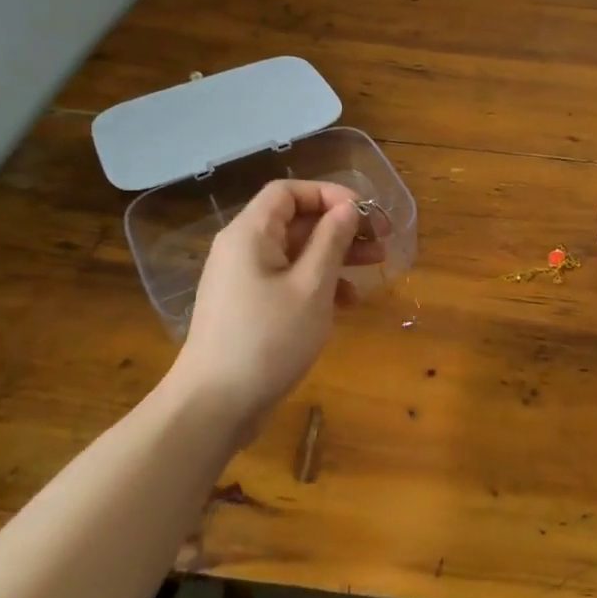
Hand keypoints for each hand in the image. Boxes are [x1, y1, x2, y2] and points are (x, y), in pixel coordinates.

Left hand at [174, 179, 384, 435]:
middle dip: (341, 227)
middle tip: (381, 239)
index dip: (330, 194)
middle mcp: (243, 249)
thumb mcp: (311, 287)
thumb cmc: (267, 339)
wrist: (215, 405)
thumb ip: (331, 241)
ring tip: (376, 265)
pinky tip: (347, 301)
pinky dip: (319, 283)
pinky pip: (288, 280)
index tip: (365, 213)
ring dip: (336, 255)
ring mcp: (245, 280)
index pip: (289, 192)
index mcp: (250, 234)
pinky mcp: (250, 307)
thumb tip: (348, 208)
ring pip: (296, 252)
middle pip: (296, 221)